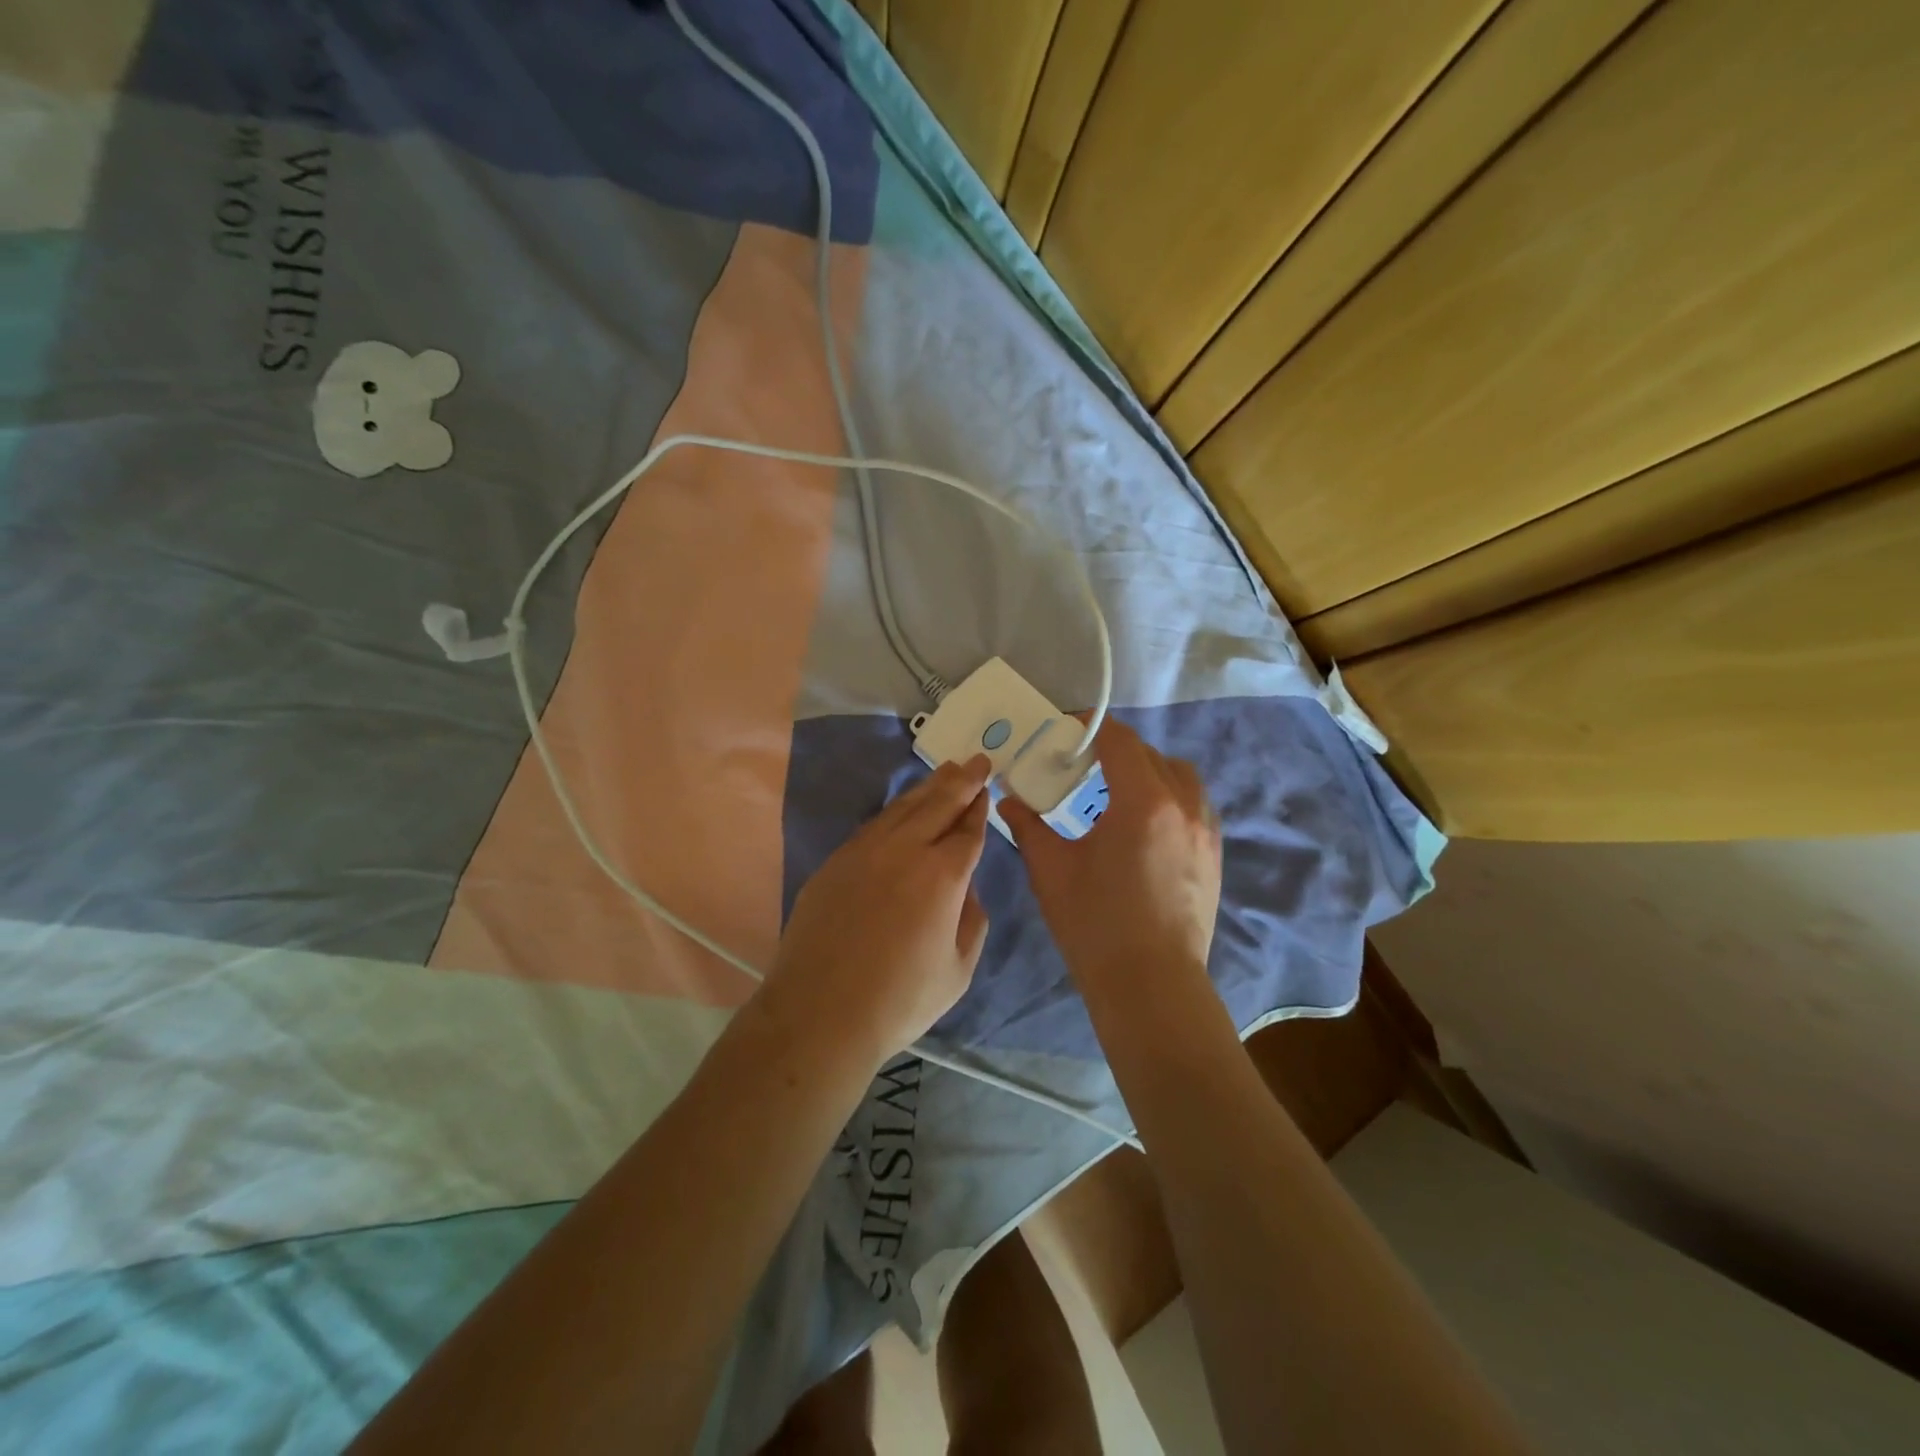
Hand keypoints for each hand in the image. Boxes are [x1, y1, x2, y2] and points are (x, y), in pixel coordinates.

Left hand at [767, 755, 993, 1066]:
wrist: (819, 1013)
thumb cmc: (899, 1000)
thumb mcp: (958, 970)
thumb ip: (972, 920)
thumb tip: (965, 889)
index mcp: (942, 876)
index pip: (968, 831)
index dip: (979, 810)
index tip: (987, 790)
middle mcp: (904, 851)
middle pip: (938, 804)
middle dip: (962, 781)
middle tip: (977, 761)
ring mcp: (864, 852)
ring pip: (903, 807)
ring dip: (928, 788)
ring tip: (946, 771)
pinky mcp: (835, 862)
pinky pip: (874, 824)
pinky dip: (896, 810)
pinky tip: (903, 808)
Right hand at [1001, 720, 1222, 990]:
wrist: (1151, 984)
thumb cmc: (1095, 925)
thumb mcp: (1050, 870)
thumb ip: (1028, 826)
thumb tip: (1009, 800)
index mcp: (1142, 802)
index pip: (1119, 740)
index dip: (1090, 728)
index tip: (1065, 731)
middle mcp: (1182, 805)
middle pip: (1150, 754)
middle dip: (1115, 750)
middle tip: (1081, 765)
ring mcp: (1205, 830)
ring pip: (1180, 775)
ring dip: (1148, 769)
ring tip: (1117, 791)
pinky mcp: (1215, 854)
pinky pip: (1195, 803)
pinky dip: (1170, 795)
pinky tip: (1145, 825)